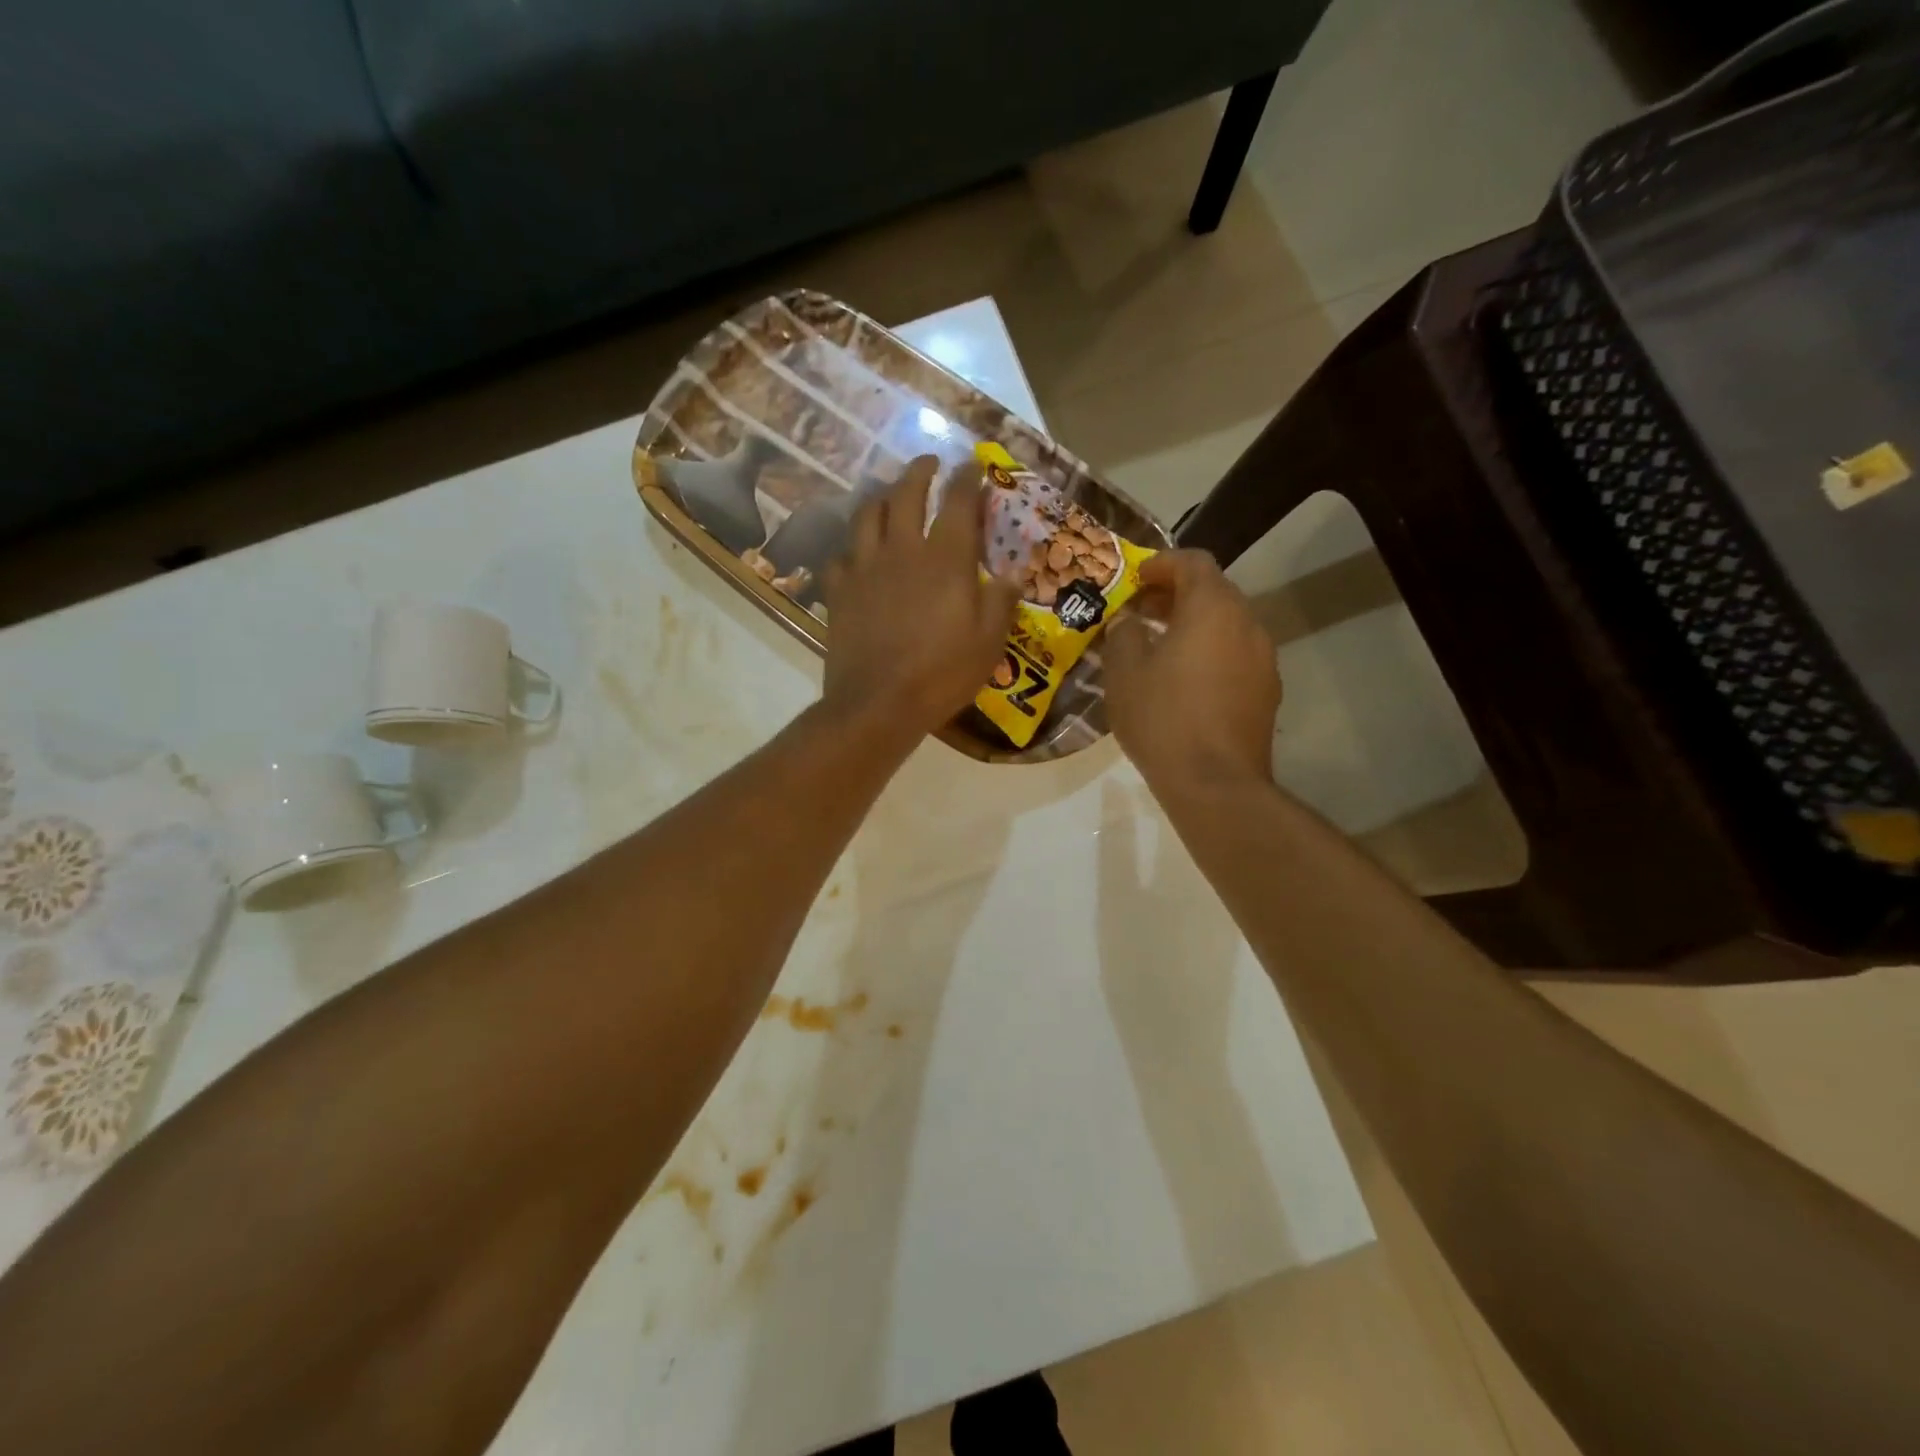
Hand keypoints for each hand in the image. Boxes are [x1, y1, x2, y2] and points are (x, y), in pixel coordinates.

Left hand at [821, 456, 1020, 743]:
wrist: (879, 703)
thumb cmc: (942, 674)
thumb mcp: (989, 642)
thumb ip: (1001, 602)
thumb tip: (1010, 575)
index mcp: (946, 558)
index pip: (959, 502)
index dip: (968, 478)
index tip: (973, 466)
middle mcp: (903, 550)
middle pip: (907, 493)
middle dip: (920, 471)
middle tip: (929, 462)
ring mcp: (865, 567)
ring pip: (868, 514)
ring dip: (881, 497)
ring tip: (889, 495)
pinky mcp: (840, 590)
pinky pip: (842, 556)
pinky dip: (853, 548)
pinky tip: (858, 554)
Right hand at [1103, 549, 1279, 790]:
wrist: (1215, 783)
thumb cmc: (1163, 718)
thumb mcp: (1124, 672)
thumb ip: (1124, 633)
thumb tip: (1130, 622)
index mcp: (1213, 608)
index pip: (1193, 562)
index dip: (1161, 564)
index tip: (1135, 579)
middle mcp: (1247, 623)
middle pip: (1214, 591)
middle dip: (1176, 595)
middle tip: (1141, 611)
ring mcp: (1263, 659)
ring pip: (1227, 625)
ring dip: (1194, 625)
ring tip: (1159, 647)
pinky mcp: (1267, 691)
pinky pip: (1235, 655)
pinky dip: (1210, 652)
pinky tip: (1184, 681)